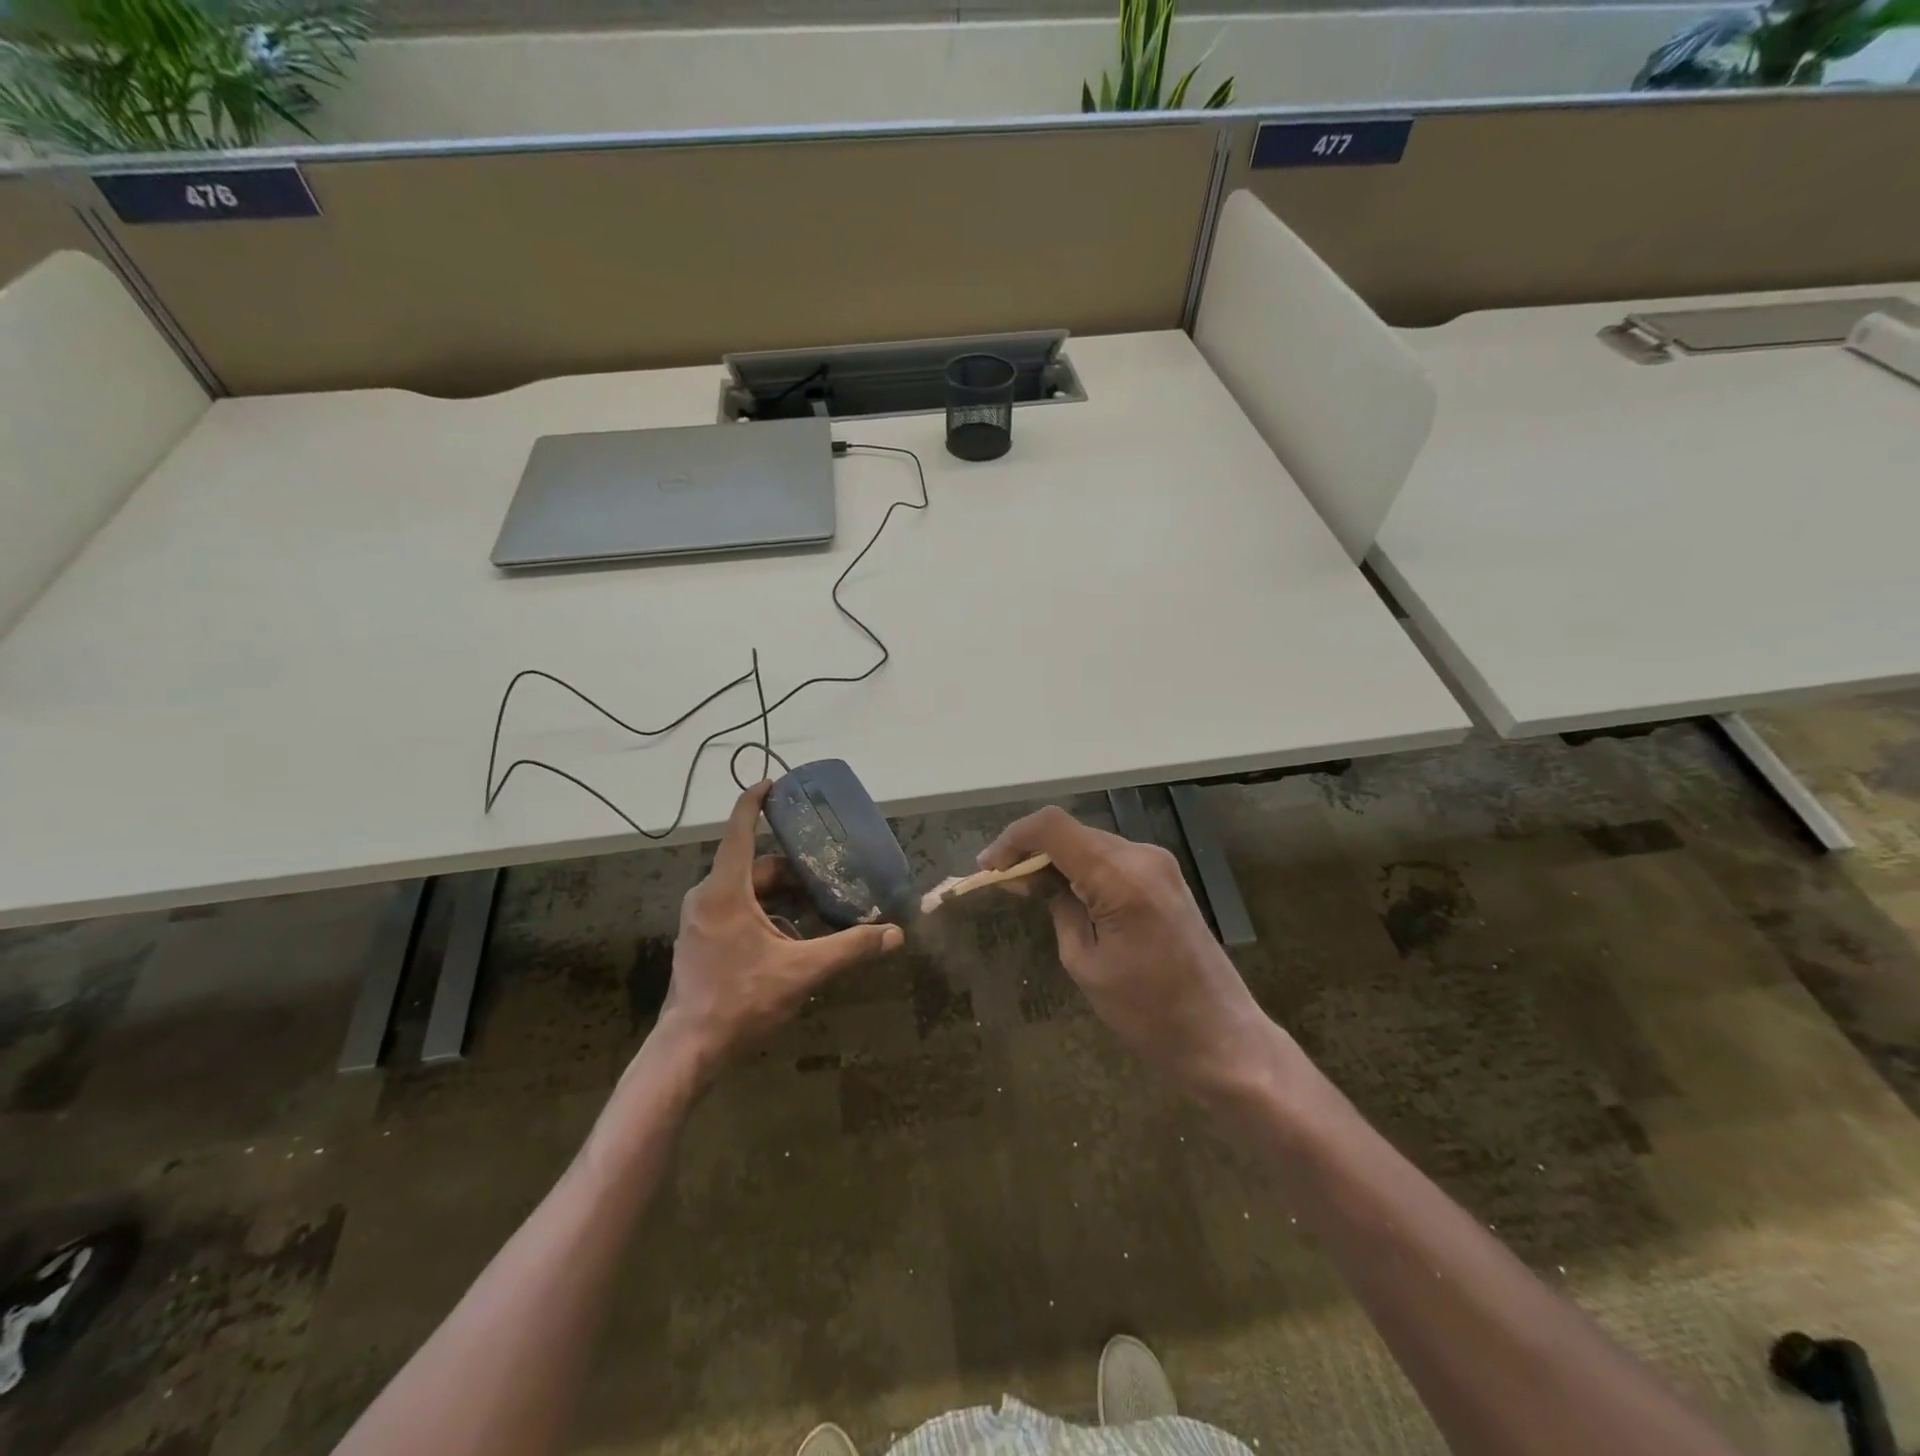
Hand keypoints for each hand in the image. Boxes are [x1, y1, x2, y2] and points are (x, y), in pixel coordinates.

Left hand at [653, 782, 902, 1080]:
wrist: (689, 1050)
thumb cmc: (741, 1001)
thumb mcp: (802, 971)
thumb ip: (849, 948)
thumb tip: (894, 934)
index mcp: (725, 891)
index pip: (739, 830)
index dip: (754, 802)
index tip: (773, 783)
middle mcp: (707, 897)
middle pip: (755, 867)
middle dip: (792, 870)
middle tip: (826, 876)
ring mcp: (699, 920)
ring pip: (746, 891)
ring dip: (781, 896)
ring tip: (817, 910)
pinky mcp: (700, 940)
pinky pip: (736, 910)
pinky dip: (766, 914)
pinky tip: (792, 940)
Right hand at [978, 805, 1278, 1096]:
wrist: (1221, 1036)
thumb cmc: (1148, 1013)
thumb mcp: (1085, 963)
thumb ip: (1058, 908)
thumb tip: (1034, 879)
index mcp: (1120, 876)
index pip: (1052, 827)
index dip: (1012, 838)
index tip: (987, 867)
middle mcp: (1141, 855)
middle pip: (1070, 831)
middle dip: (1030, 850)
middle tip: (1000, 882)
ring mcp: (1158, 863)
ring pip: (1089, 842)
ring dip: (1054, 858)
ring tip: (1024, 887)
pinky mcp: (1164, 876)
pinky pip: (1110, 858)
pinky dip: (1080, 867)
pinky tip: (1062, 891)